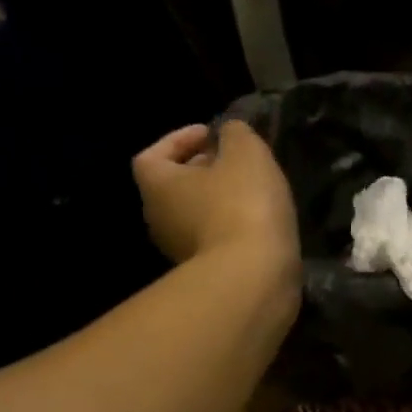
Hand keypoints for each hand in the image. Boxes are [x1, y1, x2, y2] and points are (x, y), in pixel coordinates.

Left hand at [132, 121, 299, 271]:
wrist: (253, 278)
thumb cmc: (242, 205)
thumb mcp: (246, 153)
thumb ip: (235, 133)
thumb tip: (229, 133)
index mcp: (157, 185)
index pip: (152, 155)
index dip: (179, 139)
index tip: (212, 134)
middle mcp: (158, 219)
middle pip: (174, 186)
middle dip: (203, 170)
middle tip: (237, 162)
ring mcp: (179, 251)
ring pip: (196, 214)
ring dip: (220, 200)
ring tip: (254, 192)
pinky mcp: (207, 274)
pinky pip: (215, 239)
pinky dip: (232, 227)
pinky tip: (260, 224)